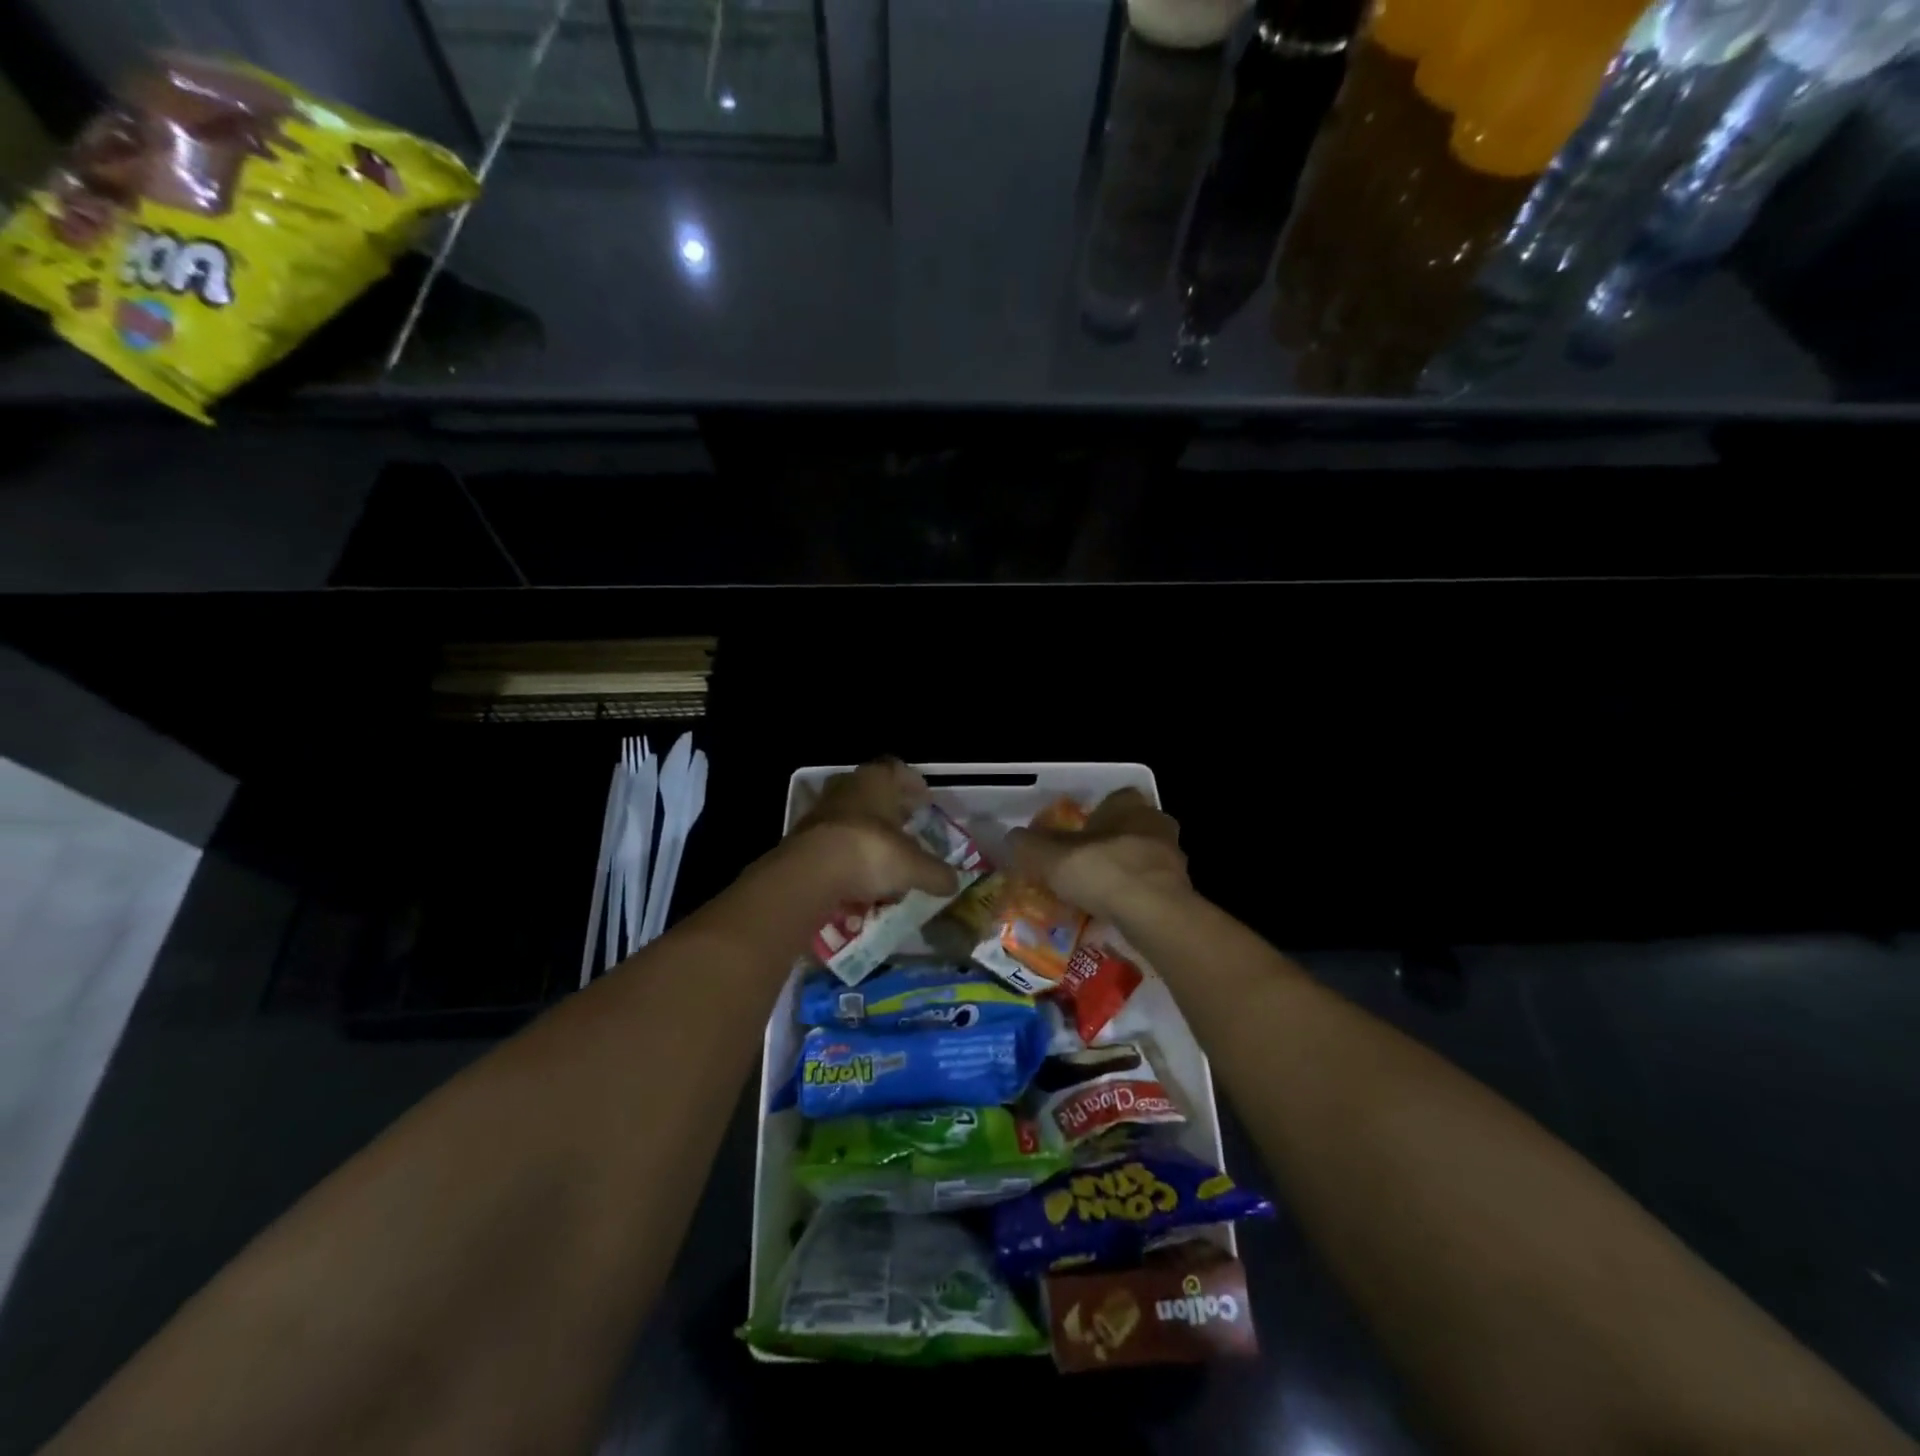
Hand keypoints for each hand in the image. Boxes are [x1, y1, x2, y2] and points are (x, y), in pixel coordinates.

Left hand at [785, 759, 960, 905]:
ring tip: (885, 853)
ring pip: (852, 815)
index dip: (914, 785)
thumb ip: (936, 873)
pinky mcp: (803, 836)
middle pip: (874, 791)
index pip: (899, 770)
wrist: (808, 873)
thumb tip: (953, 882)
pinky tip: (860, 873)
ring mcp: (822, 809)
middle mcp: (848, 786)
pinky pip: (835, 840)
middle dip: (891, 808)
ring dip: (868, 831)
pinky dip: (848, 852)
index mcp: (877, 779)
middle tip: (907, 824)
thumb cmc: (870, 852)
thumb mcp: (914, 867)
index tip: (925, 800)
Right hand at [1008, 787, 1189, 923]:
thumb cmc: (1102, 870)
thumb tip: (1012, 839)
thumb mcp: (1049, 856)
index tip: (1073, 837)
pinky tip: (1113, 917)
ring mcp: (1173, 858)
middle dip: (1107, 846)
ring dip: (1122, 875)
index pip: (1113, 799)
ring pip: (1141, 861)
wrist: (1153, 913)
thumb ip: (1028, 845)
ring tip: (1094, 898)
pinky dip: (1133, 901)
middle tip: (1081, 868)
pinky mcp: (1181, 891)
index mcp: (1128, 804)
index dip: (1092, 816)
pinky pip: (1149, 891)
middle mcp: (1156, 823)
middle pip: (1128, 830)